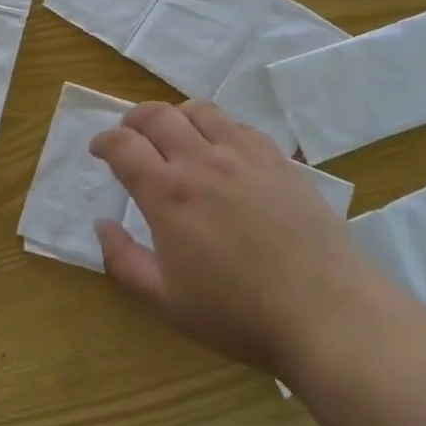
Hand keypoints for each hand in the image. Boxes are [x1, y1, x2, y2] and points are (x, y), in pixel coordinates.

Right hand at [91, 101, 365, 376]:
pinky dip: (218, 128)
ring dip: (176, 115)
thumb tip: (102, 225)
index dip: (104, 141)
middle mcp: (203, 161)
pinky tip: (222, 150)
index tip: (99, 149)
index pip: (123, 145)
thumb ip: (123, 261)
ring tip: (174, 134)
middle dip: (133, 118)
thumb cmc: (238, 314)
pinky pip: (240, 126)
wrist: (326, 311)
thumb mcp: (165, 302)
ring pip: (200, 110)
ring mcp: (245, 155)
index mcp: (169, 193)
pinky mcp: (279, 160)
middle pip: (158, 114)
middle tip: (128, 134)